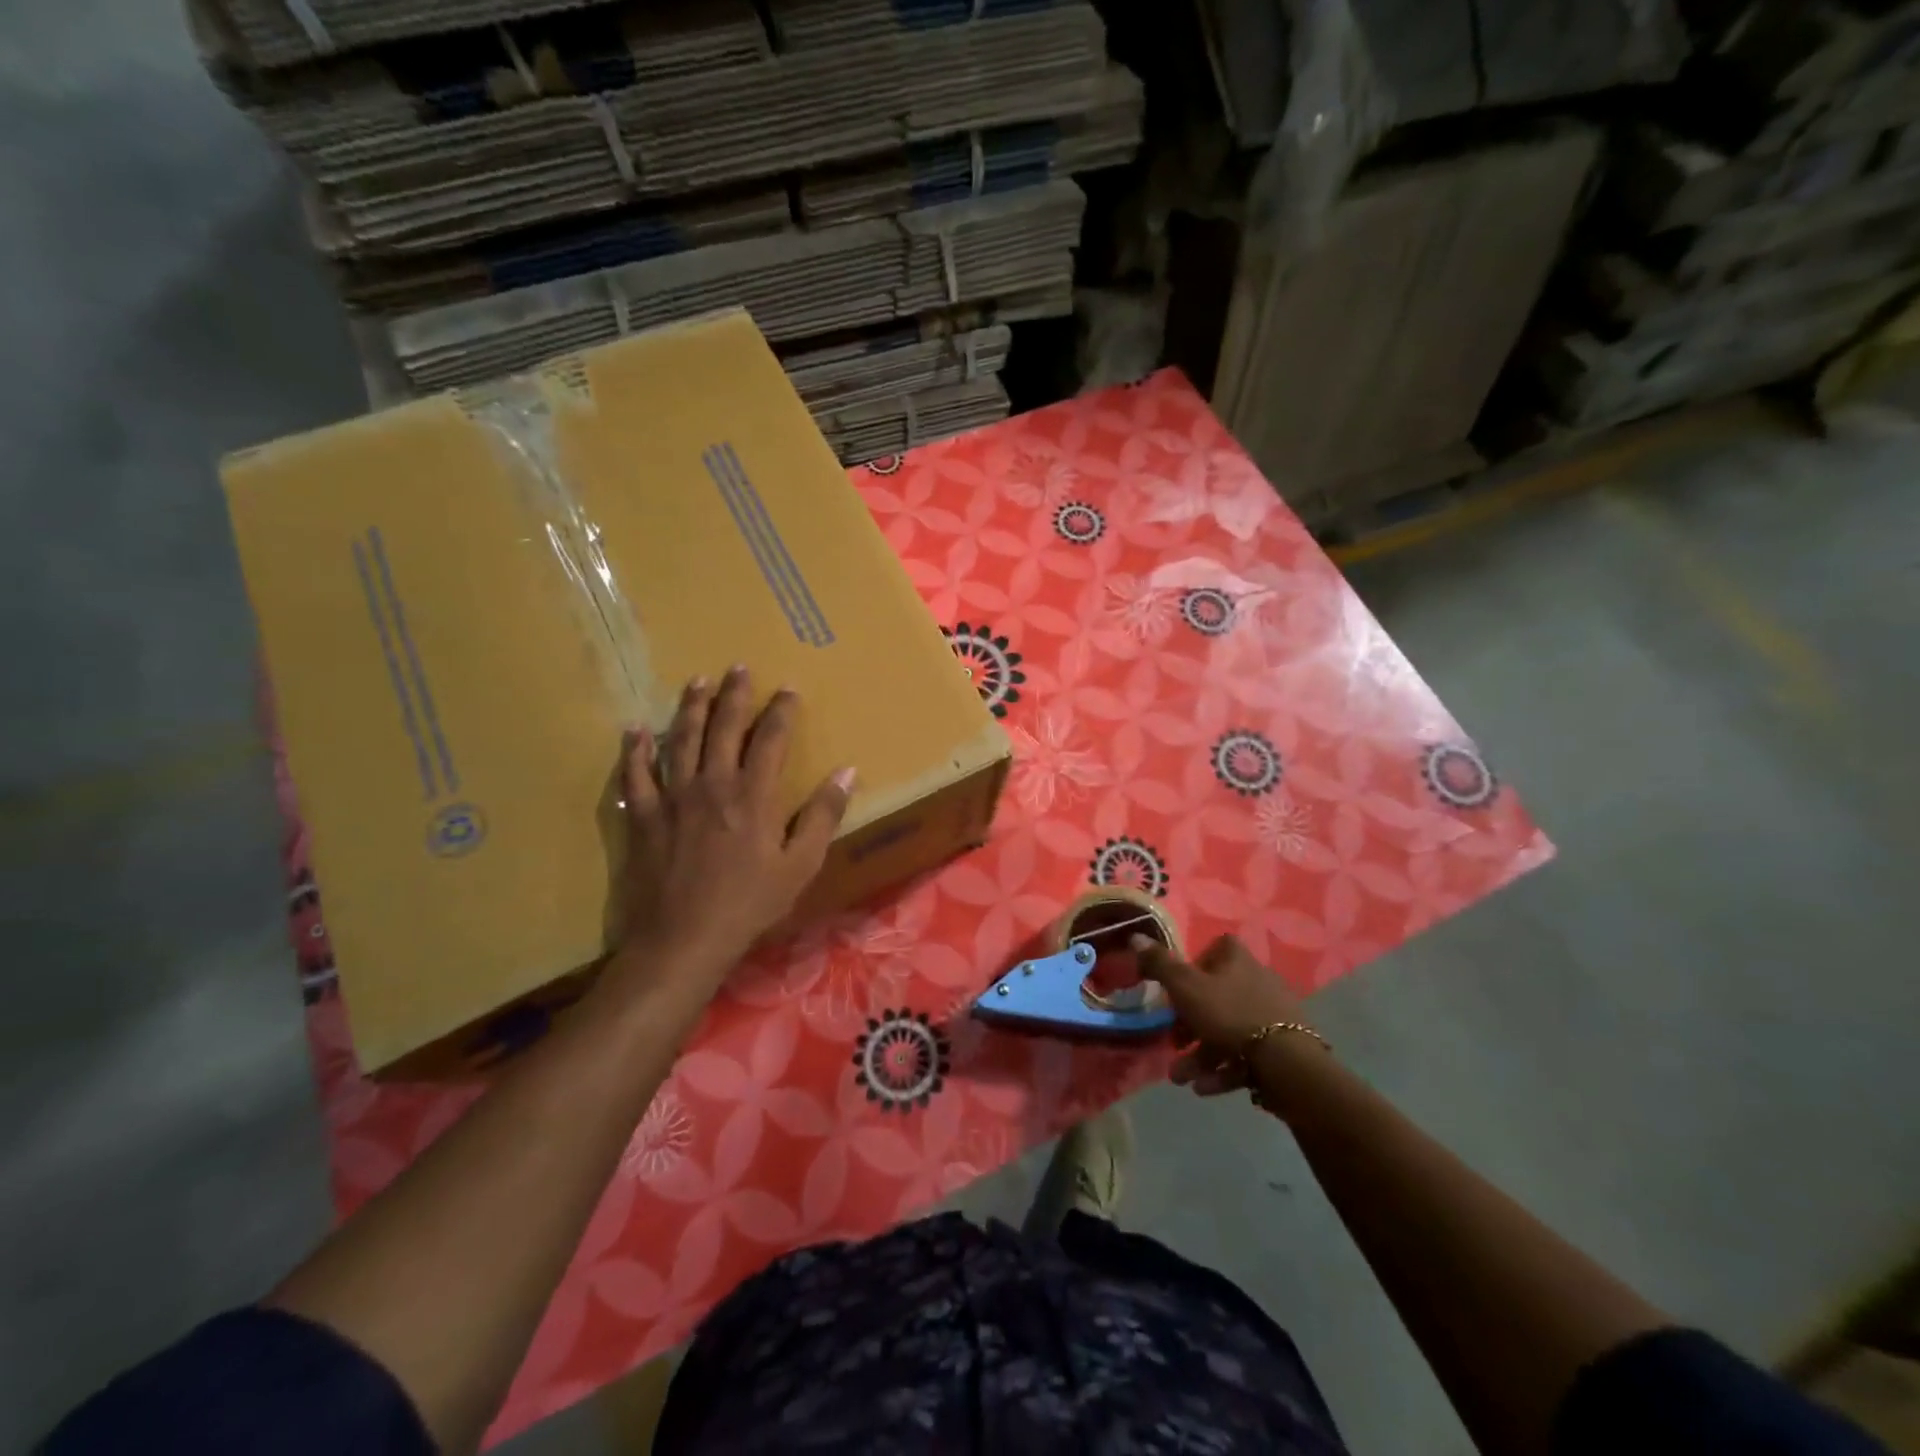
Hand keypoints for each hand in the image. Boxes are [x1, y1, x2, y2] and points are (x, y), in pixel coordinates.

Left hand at [616, 668, 854, 988]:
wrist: (685, 938)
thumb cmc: (750, 904)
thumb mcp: (801, 865)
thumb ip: (824, 816)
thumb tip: (846, 772)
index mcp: (754, 795)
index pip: (772, 739)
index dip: (781, 711)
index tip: (789, 689)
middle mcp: (713, 784)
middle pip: (725, 727)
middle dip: (735, 695)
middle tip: (739, 668)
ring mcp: (673, 797)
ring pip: (681, 740)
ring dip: (691, 708)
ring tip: (697, 681)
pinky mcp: (643, 816)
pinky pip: (635, 774)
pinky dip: (635, 750)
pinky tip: (635, 729)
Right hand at [1135, 935, 1317, 1097]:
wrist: (1287, 1065)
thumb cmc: (1229, 1015)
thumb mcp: (1185, 987)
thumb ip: (1159, 964)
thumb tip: (1135, 937)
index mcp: (1237, 959)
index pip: (1214, 950)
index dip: (1193, 967)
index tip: (1177, 990)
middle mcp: (1258, 980)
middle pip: (1216, 996)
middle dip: (1189, 1026)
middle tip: (1173, 1044)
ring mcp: (1273, 1015)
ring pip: (1228, 1030)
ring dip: (1201, 1055)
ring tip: (1181, 1078)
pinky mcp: (1283, 1048)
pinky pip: (1246, 1054)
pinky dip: (1224, 1069)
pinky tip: (1205, 1088)